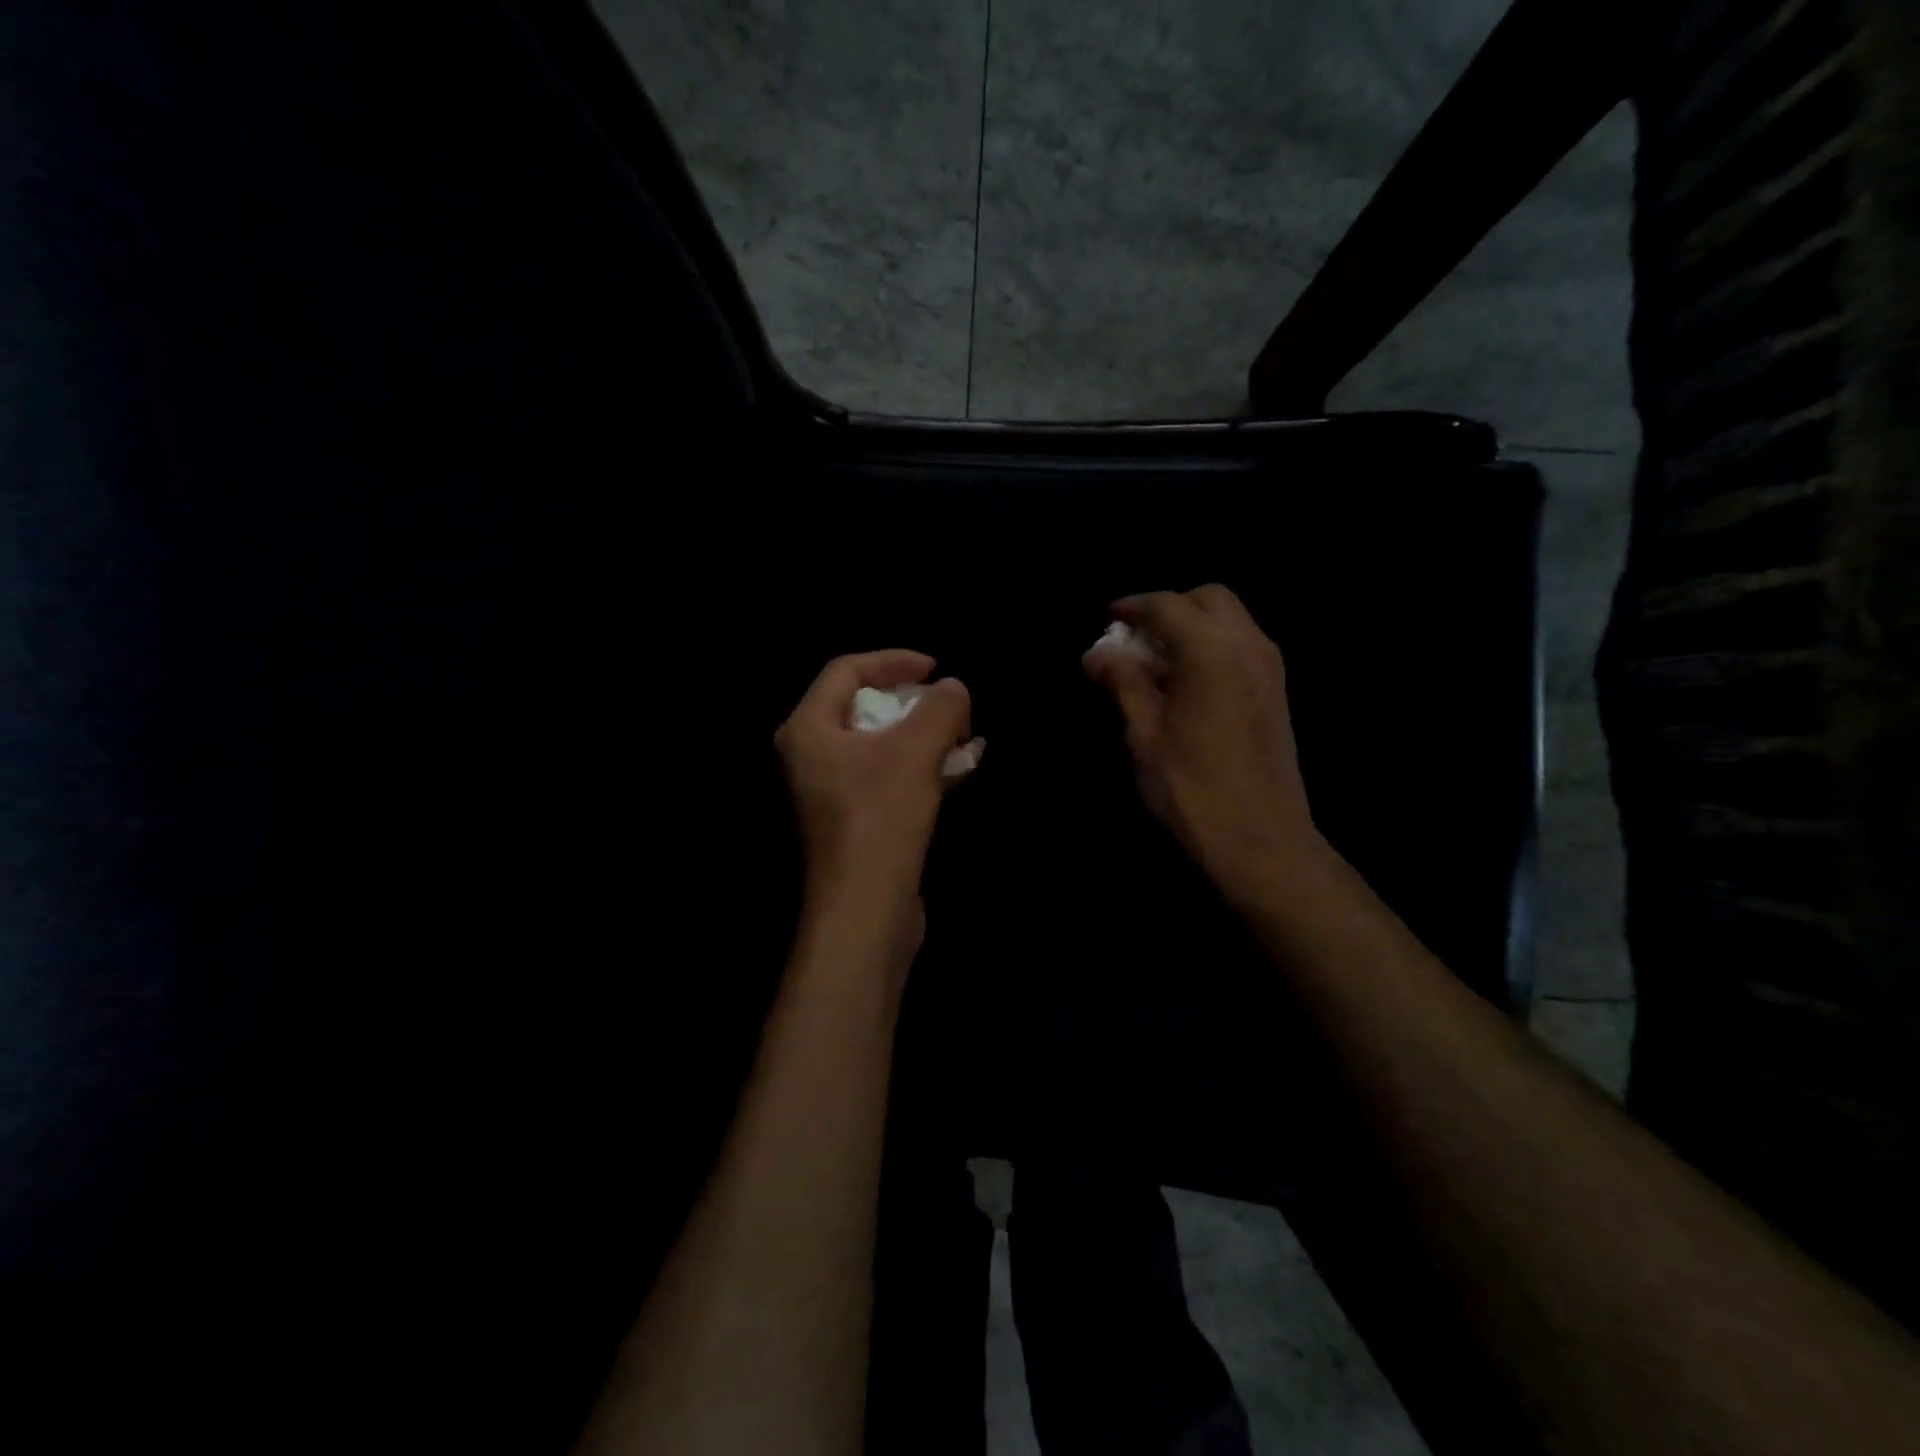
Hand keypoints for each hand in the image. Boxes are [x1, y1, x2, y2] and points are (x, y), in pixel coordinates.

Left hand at [774, 650, 973, 956]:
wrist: (866, 910)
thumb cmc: (881, 818)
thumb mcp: (916, 750)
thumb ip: (940, 708)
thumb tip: (954, 689)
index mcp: (808, 729)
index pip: (846, 671)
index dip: (893, 660)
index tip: (935, 668)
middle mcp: (810, 756)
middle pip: (863, 707)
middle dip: (913, 701)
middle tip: (951, 705)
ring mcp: (830, 792)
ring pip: (880, 745)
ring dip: (923, 736)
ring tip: (965, 736)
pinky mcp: (854, 821)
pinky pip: (887, 777)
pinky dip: (920, 767)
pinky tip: (959, 769)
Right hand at [1084, 585, 1326, 899]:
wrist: (1261, 839)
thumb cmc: (1191, 788)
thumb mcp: (1144, 735)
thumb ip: (1122, 683)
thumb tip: (1096, 653)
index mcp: (1210, 651)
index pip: (1166, 606)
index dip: (1133, 607)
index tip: (1109, 618)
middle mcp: (1247, 645)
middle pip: (1208, 598)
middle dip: (1169, 608)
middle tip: (1137, 639)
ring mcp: (1269, 666)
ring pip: (1230, 619)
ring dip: (1193, 625)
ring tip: (1158, 662)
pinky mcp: (1277, 689)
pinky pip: (1242, 644)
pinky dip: (1213, 645)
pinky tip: (1188, 682)